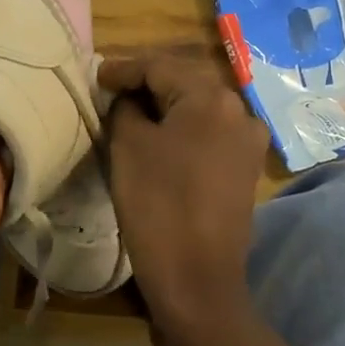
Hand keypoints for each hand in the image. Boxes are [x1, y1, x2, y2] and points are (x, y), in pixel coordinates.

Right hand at [100, 53, 268, 340]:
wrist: (196, 278)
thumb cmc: (157, 204)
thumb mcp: (129, 146)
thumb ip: (125, 108)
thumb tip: (128, 97)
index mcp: (211, 98)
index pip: (159, 66)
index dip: (124, 69)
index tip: (96, 76)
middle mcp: (239, 110)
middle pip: (183, 82)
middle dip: (146, 83)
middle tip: (110, 90)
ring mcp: (248, 141)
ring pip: (198, 108)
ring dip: (165, 106)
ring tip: (130, 111)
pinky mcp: (245, 167)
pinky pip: (209, 133)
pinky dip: (182, 128)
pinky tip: (159, 136)